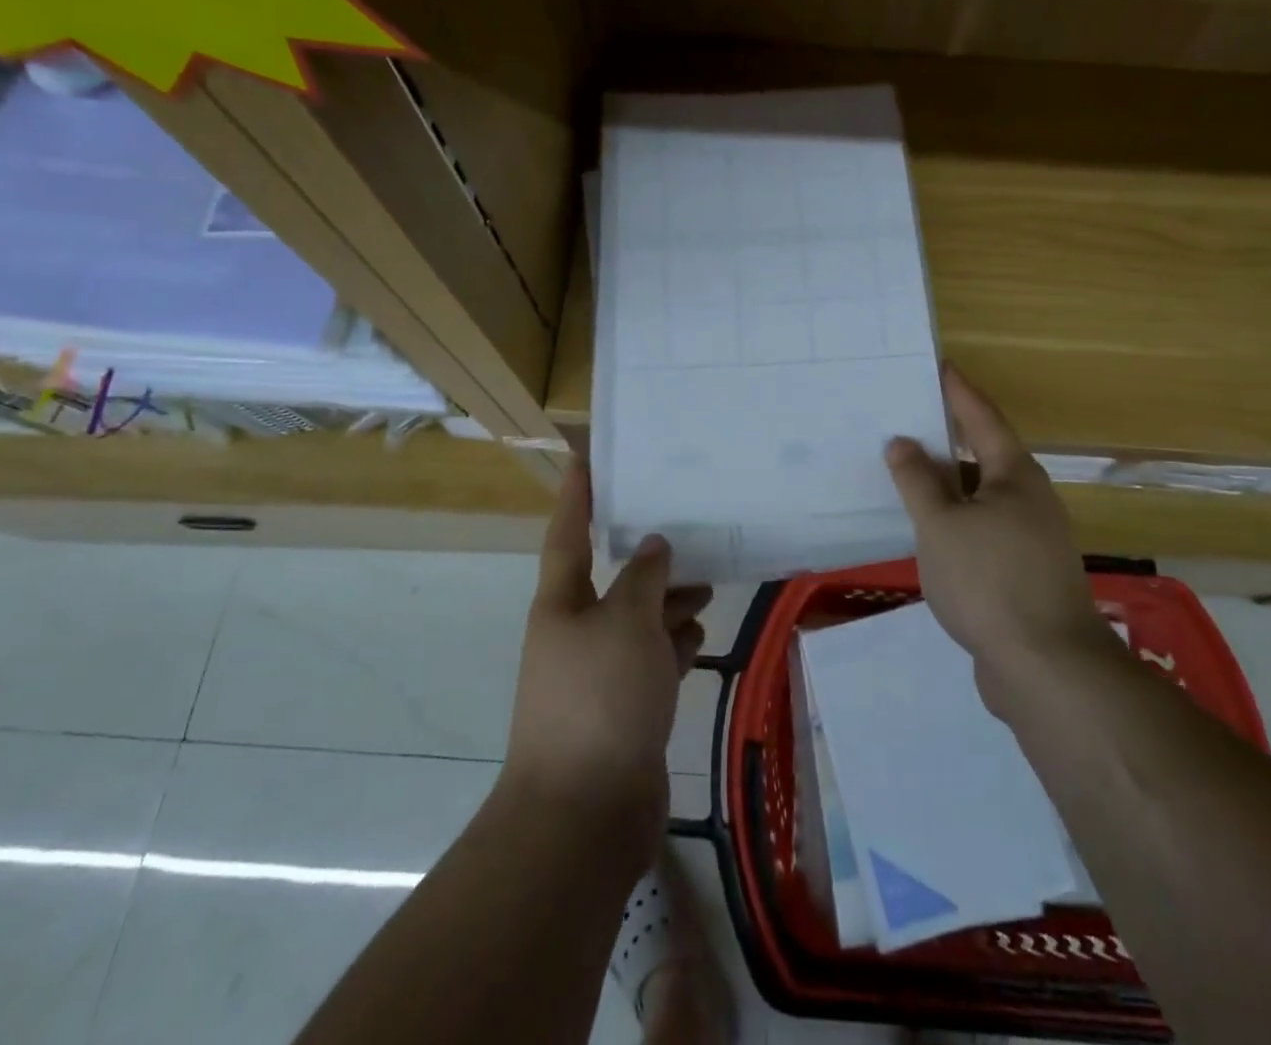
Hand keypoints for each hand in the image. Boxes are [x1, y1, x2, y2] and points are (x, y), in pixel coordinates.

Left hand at [504, 463, 711, 856]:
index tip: (584, 456)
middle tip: (686, 528)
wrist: (583, 814)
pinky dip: (673, 647)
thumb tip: (653, 546)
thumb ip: (644, 578)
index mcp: (562, 604)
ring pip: (638, 622)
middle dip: (646, 557)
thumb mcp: (626, 623)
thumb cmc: (599, 700)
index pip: (568, 533)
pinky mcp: (624, 710)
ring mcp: (600, 674)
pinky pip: (651, 662)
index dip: (576, 494)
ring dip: (669, 603)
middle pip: (613, 581)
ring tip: (708, 583)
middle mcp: (576, 633)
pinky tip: (700, 637)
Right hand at [885, 366, 1120, 704]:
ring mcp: (1031, 537)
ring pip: (980, 497)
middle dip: (945, 439)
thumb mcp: (940, 525)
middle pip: (982, 455)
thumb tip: (902, 442)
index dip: (957, 391)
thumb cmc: (989, 581)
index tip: (938, 365)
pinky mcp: (1024, 571)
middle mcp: (1029, 498)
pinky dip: (955, 520)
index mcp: (1014, 475)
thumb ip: (917, 481)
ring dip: (946, 485)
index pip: (982, 417)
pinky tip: (927, 531)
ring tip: (905, 474)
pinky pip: (982, 528)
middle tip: (904, 421)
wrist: (1046, 668)